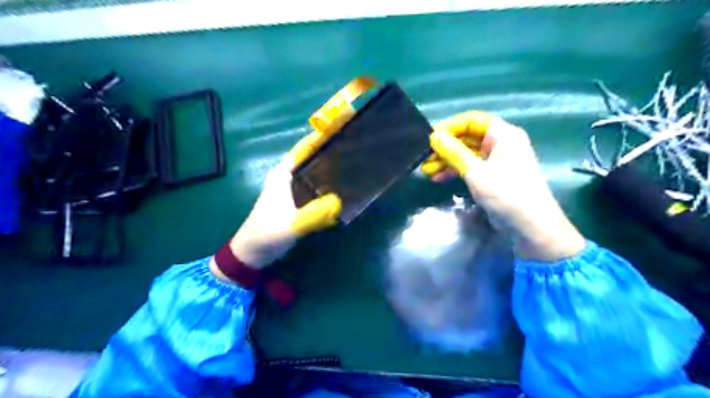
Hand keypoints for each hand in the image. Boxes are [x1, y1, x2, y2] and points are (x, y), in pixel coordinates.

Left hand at [222, 133, 341, 269]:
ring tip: (350, 165)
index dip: (317, 139)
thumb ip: (314, 215)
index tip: (337, 130)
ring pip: (311, 174)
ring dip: (327, 169)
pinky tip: (340, 189)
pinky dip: (325, 186)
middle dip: (327, 153)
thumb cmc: (266, 234)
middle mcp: (286, 179)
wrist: (251, 254)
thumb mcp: (290, 225)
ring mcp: (290, 192)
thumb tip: (340, 203)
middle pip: (309, 160)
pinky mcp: (295, 204)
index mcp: (281, 176)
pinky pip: (313, 189)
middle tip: (351, 148)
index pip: (301, 151)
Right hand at [423, 111, 585, 262]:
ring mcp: (497, 161)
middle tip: (425, 157)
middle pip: (468, 137)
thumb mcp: (476, 172)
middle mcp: (501, 144)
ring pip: (467, 153)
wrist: (530, 225)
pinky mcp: (493, 176)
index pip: (472, 121)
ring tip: (426, 170)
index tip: (430, 138)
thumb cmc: (506, 193)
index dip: (450, 127)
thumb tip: (434, 136)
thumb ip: (454, 152)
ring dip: (447, 160)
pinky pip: (471, 167)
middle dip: (445, 147)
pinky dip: (455, 171)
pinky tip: (438, 178)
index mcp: (503, 135)